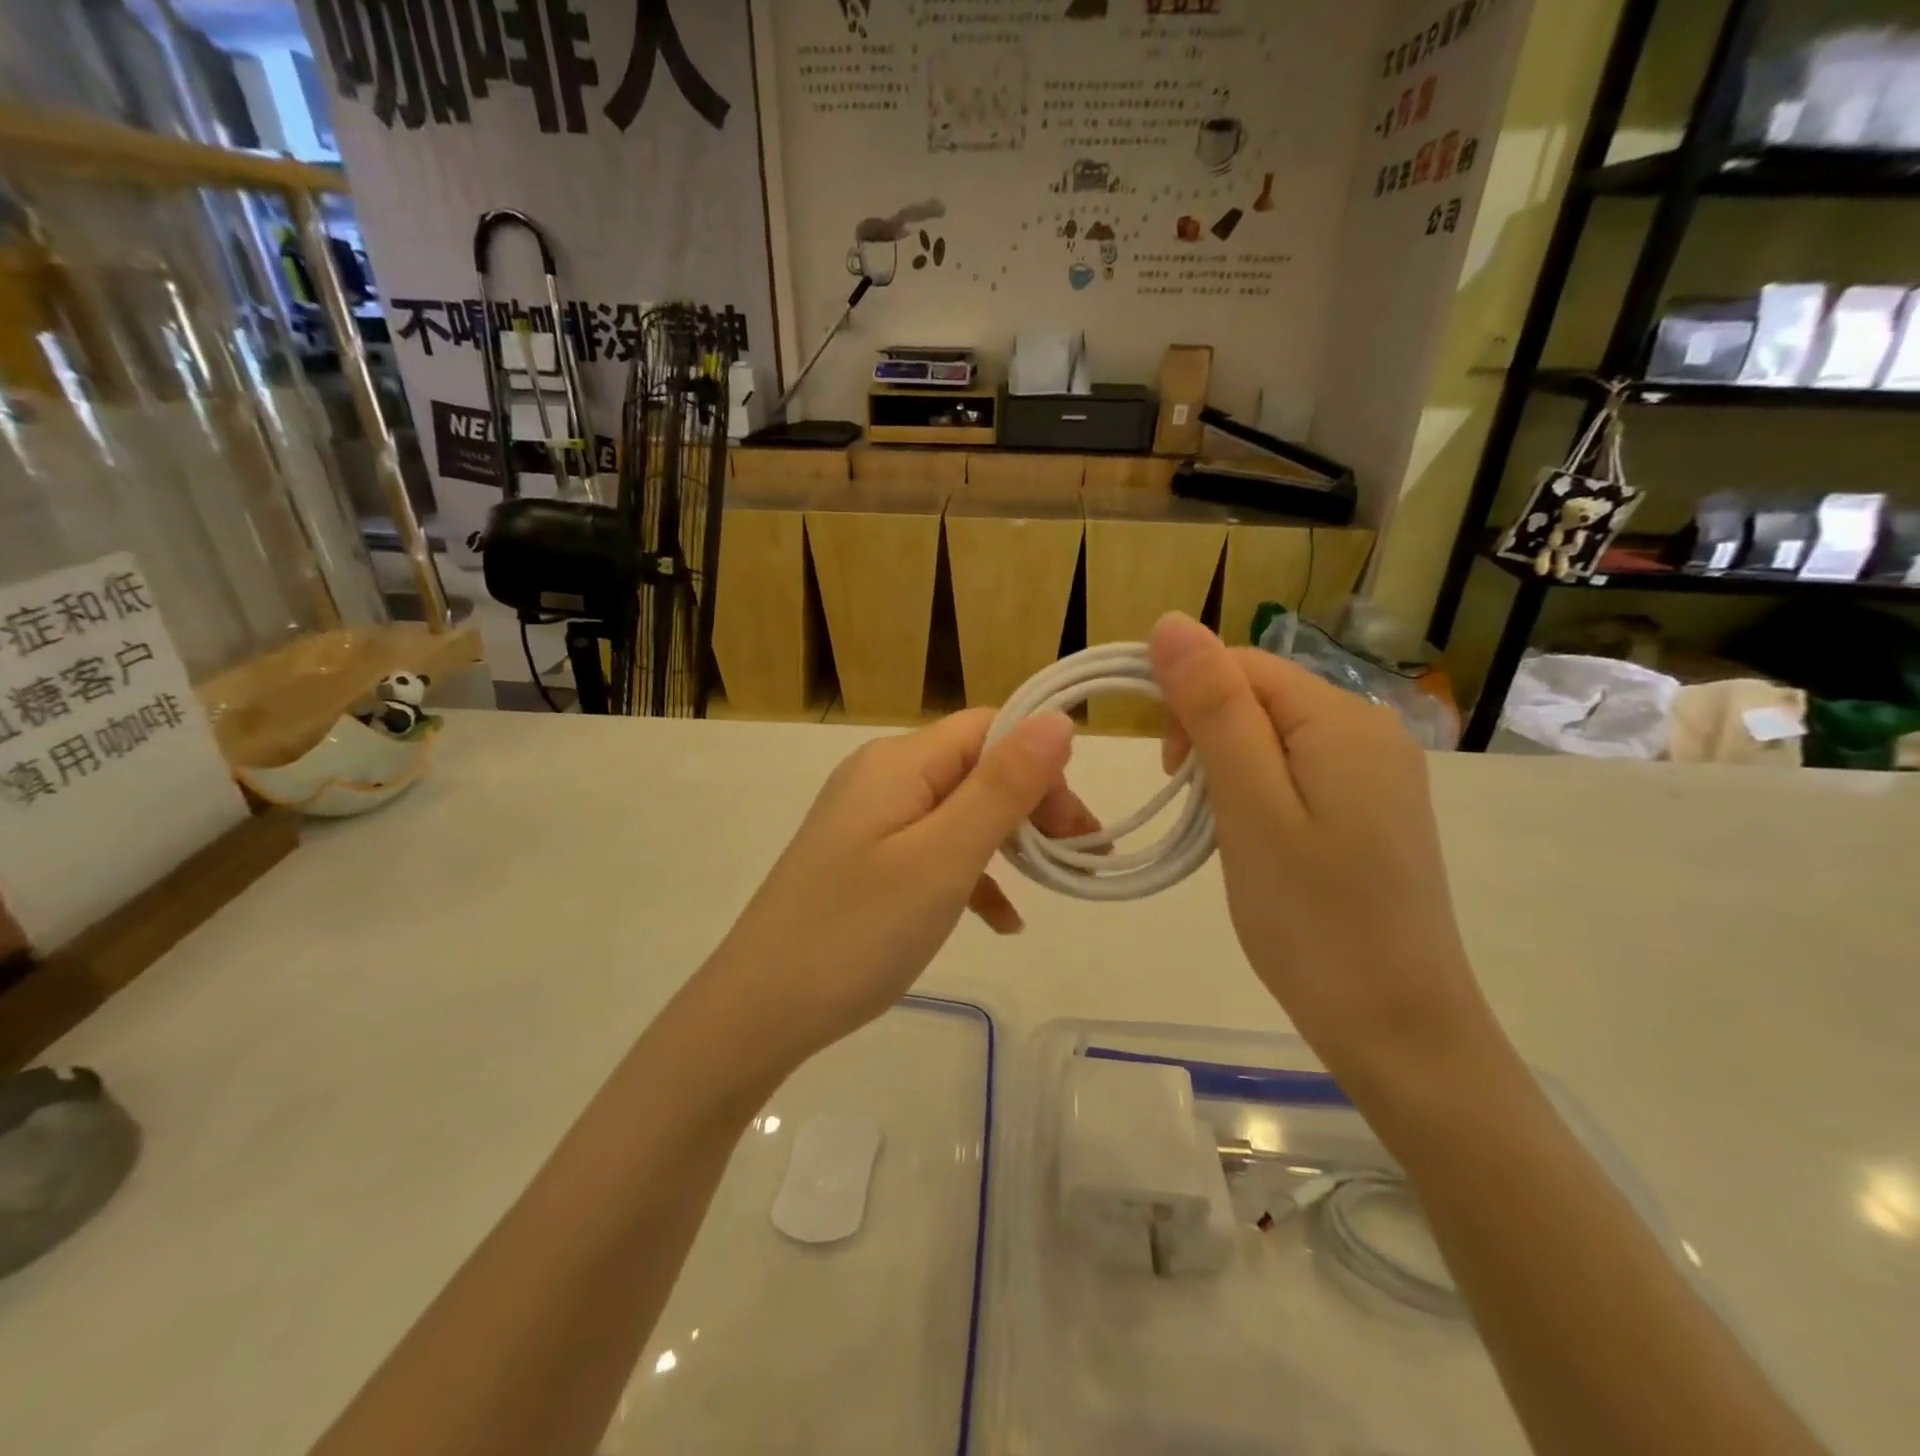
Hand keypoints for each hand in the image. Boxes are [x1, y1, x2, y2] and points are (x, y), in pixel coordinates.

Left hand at [705, 708, 1090, 1066]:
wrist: (758, 1010)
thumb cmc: (858, 931)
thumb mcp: (944, 858)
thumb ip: (1003, 787)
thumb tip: (1058, 718)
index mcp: (899, 762)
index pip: (989, 728)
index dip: (1042, 764)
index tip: (1078, 825)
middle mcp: (882, 776)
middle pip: (976, 767)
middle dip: (1032, 805)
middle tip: (1078, 858)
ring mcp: (870, 820)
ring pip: (958, 810)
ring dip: (1009, 840)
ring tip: (1053, 884)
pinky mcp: (864, 860)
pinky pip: (931, 850)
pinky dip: (971, 874)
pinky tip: (1001, 921)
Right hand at [1149, 613, 1493, 1083]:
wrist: (1399, 1028)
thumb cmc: (1311, 918)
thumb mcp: (1250, 807)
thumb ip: (1214, 709)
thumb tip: (1170, 622)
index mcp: (1341, 718)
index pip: (1240, 665)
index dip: (1187, 700)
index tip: (1167, 772)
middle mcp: (1369, 729)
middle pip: (1259, 696)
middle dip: (1208, 736)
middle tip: (1195, 810)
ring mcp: (1378, 771)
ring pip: (1272, 736)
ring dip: (1229, 769)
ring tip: (1224, 833)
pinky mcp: (1373, 809)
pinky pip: (1297, 771)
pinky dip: (1258, 794)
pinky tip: (1257, 841)